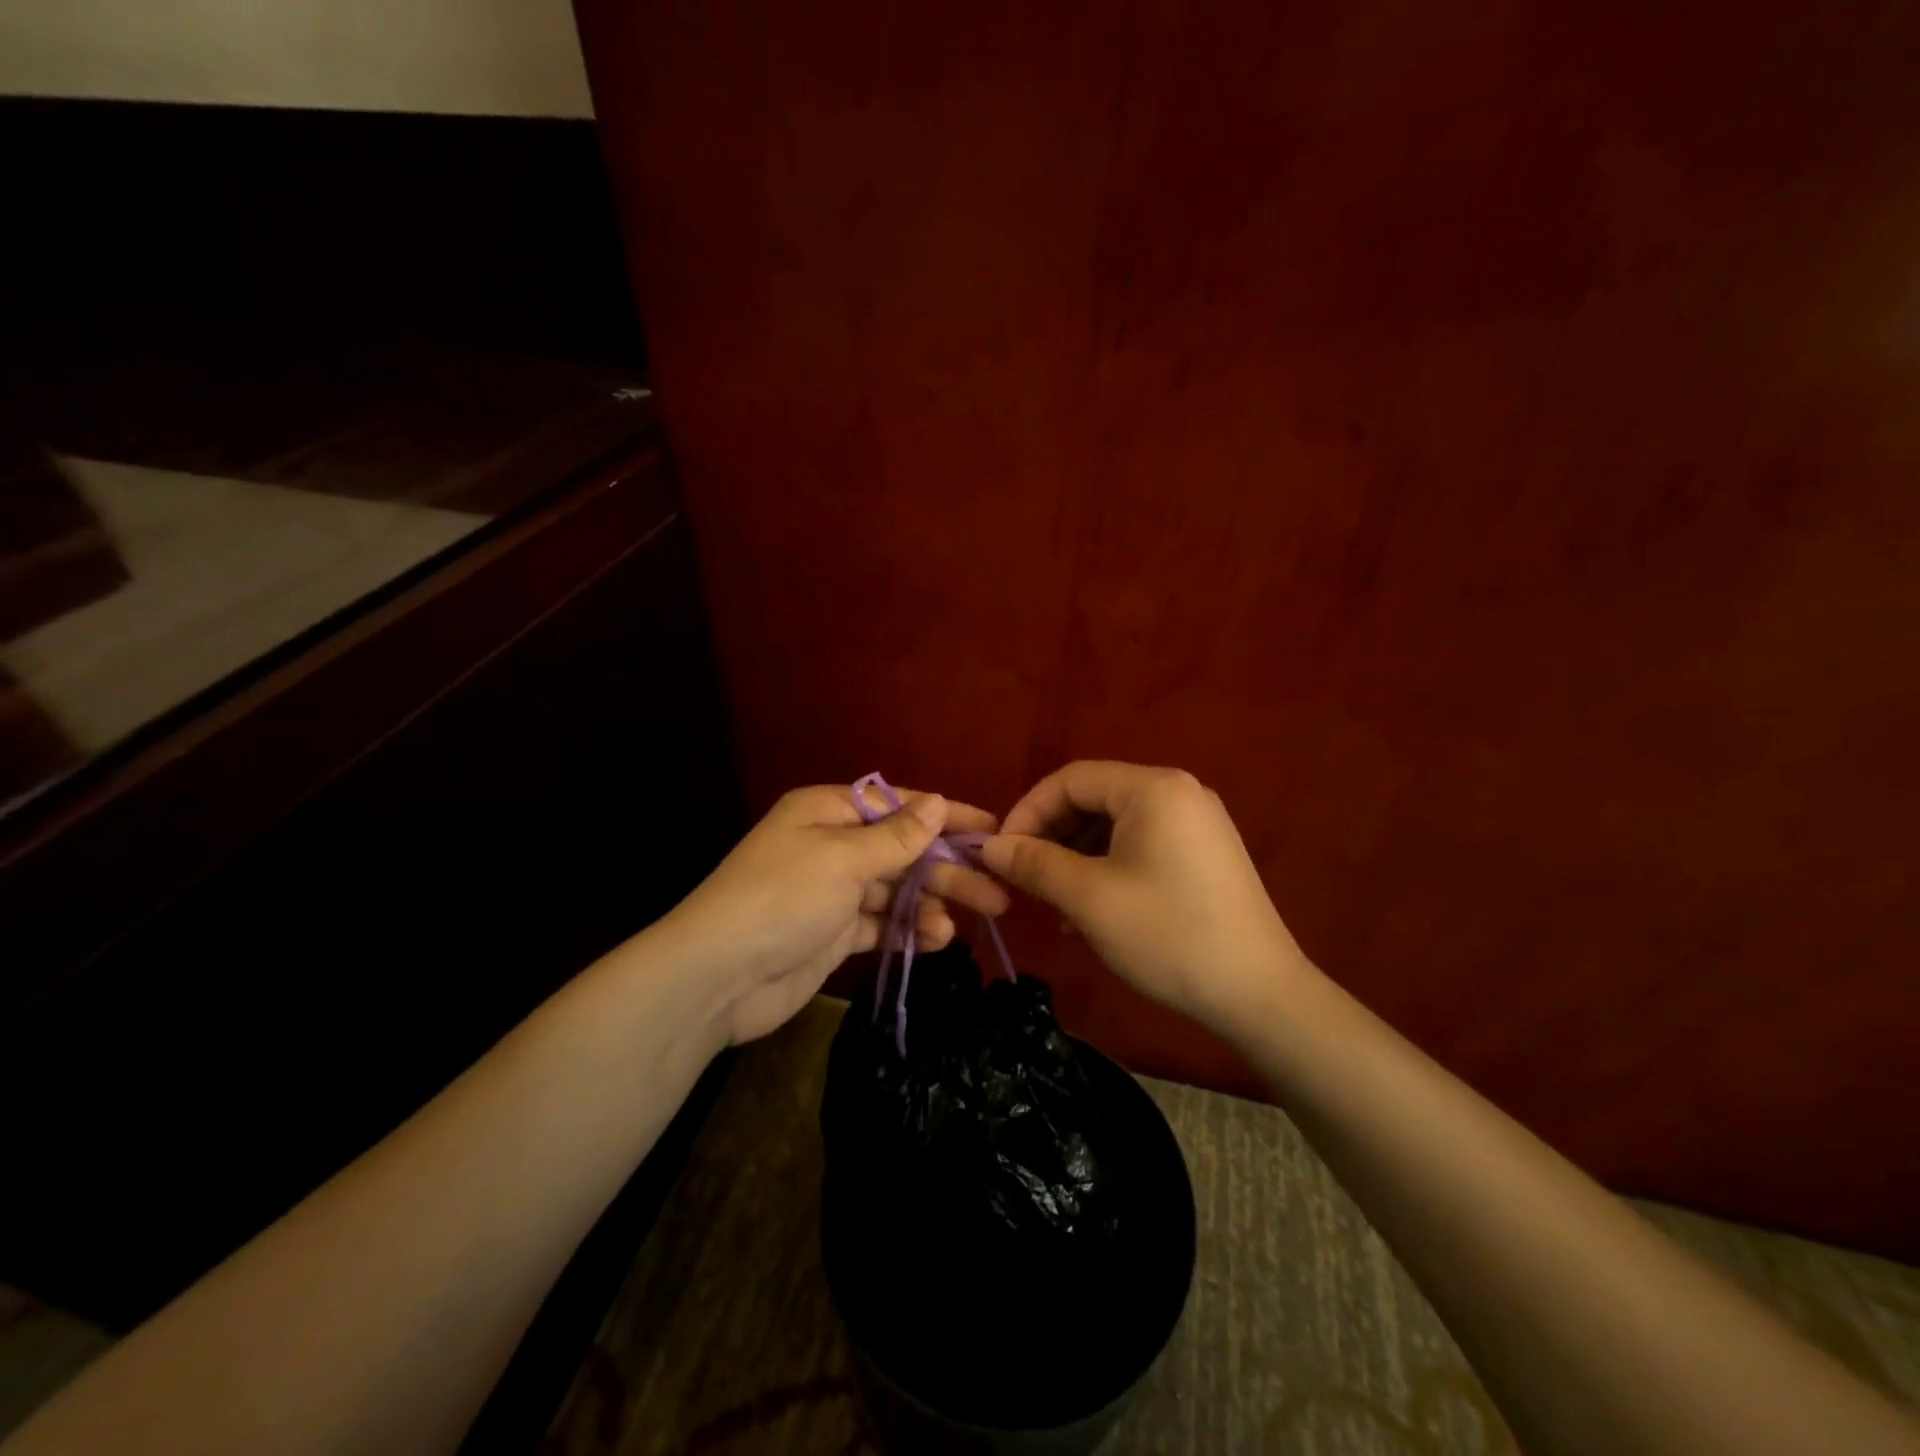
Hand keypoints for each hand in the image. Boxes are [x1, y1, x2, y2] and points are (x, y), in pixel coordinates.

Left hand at [661, 784, 1008, 1043]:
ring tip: (961, 925)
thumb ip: (897, 836)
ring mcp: (832, 892)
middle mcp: (831, 845)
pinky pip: (881, 924)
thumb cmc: (783, 898)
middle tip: (995, 892)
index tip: (992, 829)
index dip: (946, 816)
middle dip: (946, 870)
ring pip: (895, 891)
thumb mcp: (844, 858)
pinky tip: (936, 940)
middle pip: (902, 851)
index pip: (899, 805)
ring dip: (929, 905)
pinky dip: (907, 931)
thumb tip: (939, 800)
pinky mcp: (833, 933)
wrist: (717, 977)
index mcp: (828, 811)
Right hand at [980, 761, 1308, 1033]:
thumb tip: (989, 847)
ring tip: (1054, 902)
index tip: (1001, 853)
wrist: (1260, 995)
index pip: (1070, 779)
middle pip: (1094, 799)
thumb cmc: (1168, 935)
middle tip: (1024, 879)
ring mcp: (1197, 823)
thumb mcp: (1089, 898)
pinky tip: (1090, 910)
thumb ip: (1034, 864)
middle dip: (1051, 836)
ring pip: (1115, 826)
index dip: (1027, 811)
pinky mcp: (1204, 853)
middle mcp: (1178, 792)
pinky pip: (1141, 845)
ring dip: (1076, 856)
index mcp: (1153, 788)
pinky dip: (1107, 867)